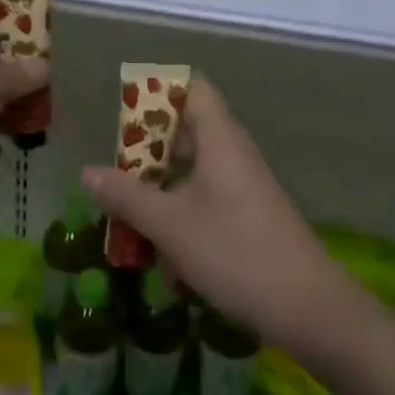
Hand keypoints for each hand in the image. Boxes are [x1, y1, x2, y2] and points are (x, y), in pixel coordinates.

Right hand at [82, 75, 353, 357]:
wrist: (307, 307)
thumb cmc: (234, 252)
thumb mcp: (170, 225)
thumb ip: (126, 196)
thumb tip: (87, 171)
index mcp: (219, 137)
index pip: (190, 87)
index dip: (156, 92)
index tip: (121, 115)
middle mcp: (231, 152)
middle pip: (183, 130)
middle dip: (144, 153)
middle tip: (111, 176)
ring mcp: (241, 184)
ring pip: (190, 171)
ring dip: (158, 191)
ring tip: (127, 221)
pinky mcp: (245, 214)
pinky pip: (203, 199)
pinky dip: (178, 216)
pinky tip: (162, 255)